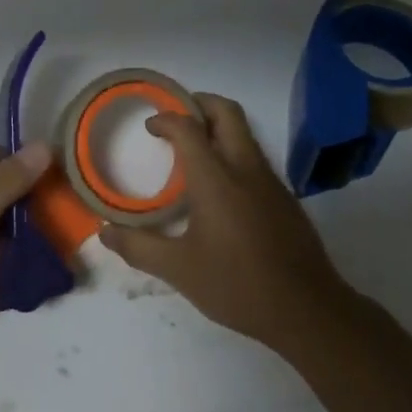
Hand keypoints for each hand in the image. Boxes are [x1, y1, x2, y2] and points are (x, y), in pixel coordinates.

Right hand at [99, 93, 351, 352]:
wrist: (307, 309)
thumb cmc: (237, 285)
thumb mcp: (180, 270)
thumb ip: (139, 248)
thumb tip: (105, 232)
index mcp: (215, 177)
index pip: (188, 127)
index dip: (166, 119)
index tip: (151, 127)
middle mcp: (244, 167)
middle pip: (225, 112)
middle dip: (199, 103)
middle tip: (177, 117)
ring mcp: (269, 179)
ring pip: (244, 132)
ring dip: (218, 127)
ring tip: (194, 150)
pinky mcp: (284, 196)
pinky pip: (255, 157)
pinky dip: (233, 152)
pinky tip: (221, 188)